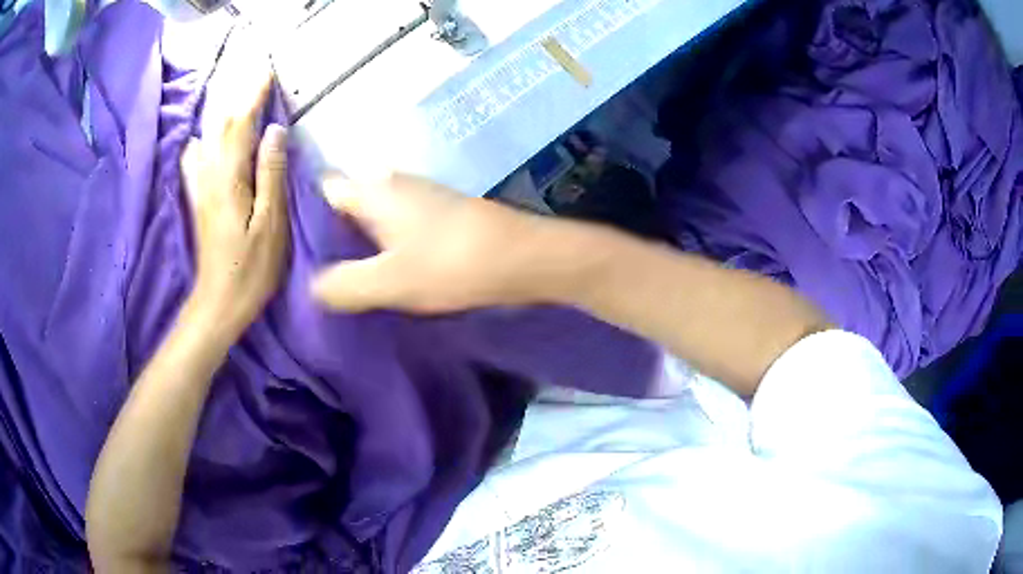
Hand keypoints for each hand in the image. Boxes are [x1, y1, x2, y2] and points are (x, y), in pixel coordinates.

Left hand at [180, 68, 289, 337]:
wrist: (217, 304)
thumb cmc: (250, 270)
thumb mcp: (270, 225)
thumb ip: (271, 175)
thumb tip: (274, 131)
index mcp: (229, 180)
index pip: (241, 125)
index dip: (254, 96)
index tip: (268, 71)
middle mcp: (210, 176)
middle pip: (221, 126)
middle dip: (239, 98)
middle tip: (257, 78)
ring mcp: (200, 188)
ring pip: (208, 139)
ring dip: (223, 115)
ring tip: (239, 101)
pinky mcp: (197, 200)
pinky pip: (195, 159)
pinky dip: (204, 139)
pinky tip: (207, 139)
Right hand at [312, 174, 568, 313]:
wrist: (522, 257)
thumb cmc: (451, 263)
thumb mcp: (389, 282)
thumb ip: (343, 285)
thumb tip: (311, 288)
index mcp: (372, 190)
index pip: (322, 190)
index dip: (302, 214)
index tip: (288, 247)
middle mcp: (390, 182)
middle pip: (344, 202)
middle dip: (327, 233)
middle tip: (309, 270)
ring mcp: (417, 194)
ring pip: (370, 214)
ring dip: (355, 241)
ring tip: (338, 275)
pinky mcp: (437, 211)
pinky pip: (393, 223)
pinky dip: (381, 243)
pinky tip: (380, 269)